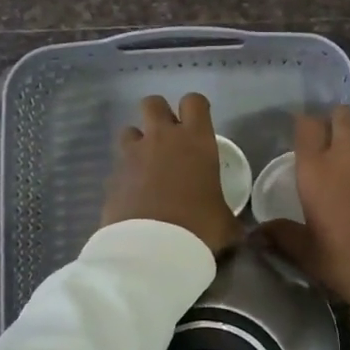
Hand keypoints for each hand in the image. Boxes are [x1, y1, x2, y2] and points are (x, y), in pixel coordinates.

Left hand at [101, 93, 241, 254]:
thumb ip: (227, 215)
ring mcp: (133, 154)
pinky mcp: (112, 175)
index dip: (197, 109)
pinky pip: (118, 164)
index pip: (194, 101)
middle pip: (153, 103)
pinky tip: (134, 193)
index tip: (199, 124)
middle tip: (169, 139)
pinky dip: (125, 173)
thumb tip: (237, 230)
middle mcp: (162, 138)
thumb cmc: (199, 227)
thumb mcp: (225, 221)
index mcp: (196, 140)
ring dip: (138, 141)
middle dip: (160, 115)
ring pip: (129, 129)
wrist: (153, 249)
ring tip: (146, 164)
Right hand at [259, 107, 349, 322]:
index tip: (304, 134)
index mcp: (317, 170)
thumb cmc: (344, 262)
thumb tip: (256, 233)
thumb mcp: (306, 252)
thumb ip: (281, 235)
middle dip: (337, 122)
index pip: (308, 126)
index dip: (306, 125)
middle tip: (333, 143)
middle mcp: (349, 158)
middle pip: (343, 117)